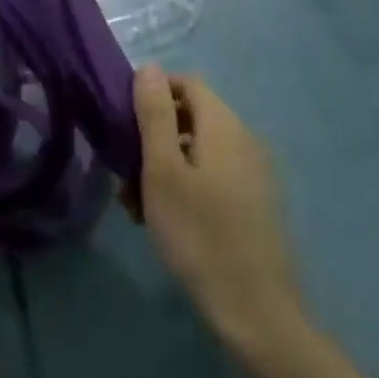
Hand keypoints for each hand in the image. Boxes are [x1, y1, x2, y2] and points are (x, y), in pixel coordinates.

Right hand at [128, 67, 303, 356]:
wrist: (255, 310)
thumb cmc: (199, 234)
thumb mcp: (163, 171)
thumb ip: (155, 114)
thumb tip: (149, 67)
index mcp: (224, 125)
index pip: (187, 83)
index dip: (153, 93)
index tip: (123, 124)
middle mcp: (245, 139)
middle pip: (191, 117)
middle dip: (153, 138)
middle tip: (124, 175)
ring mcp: (254, 172)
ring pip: (198, 151)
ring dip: (163, 167)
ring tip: (137, 206)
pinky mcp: (254, 202)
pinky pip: (213, 176)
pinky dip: (185, 186)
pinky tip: (166, 221)